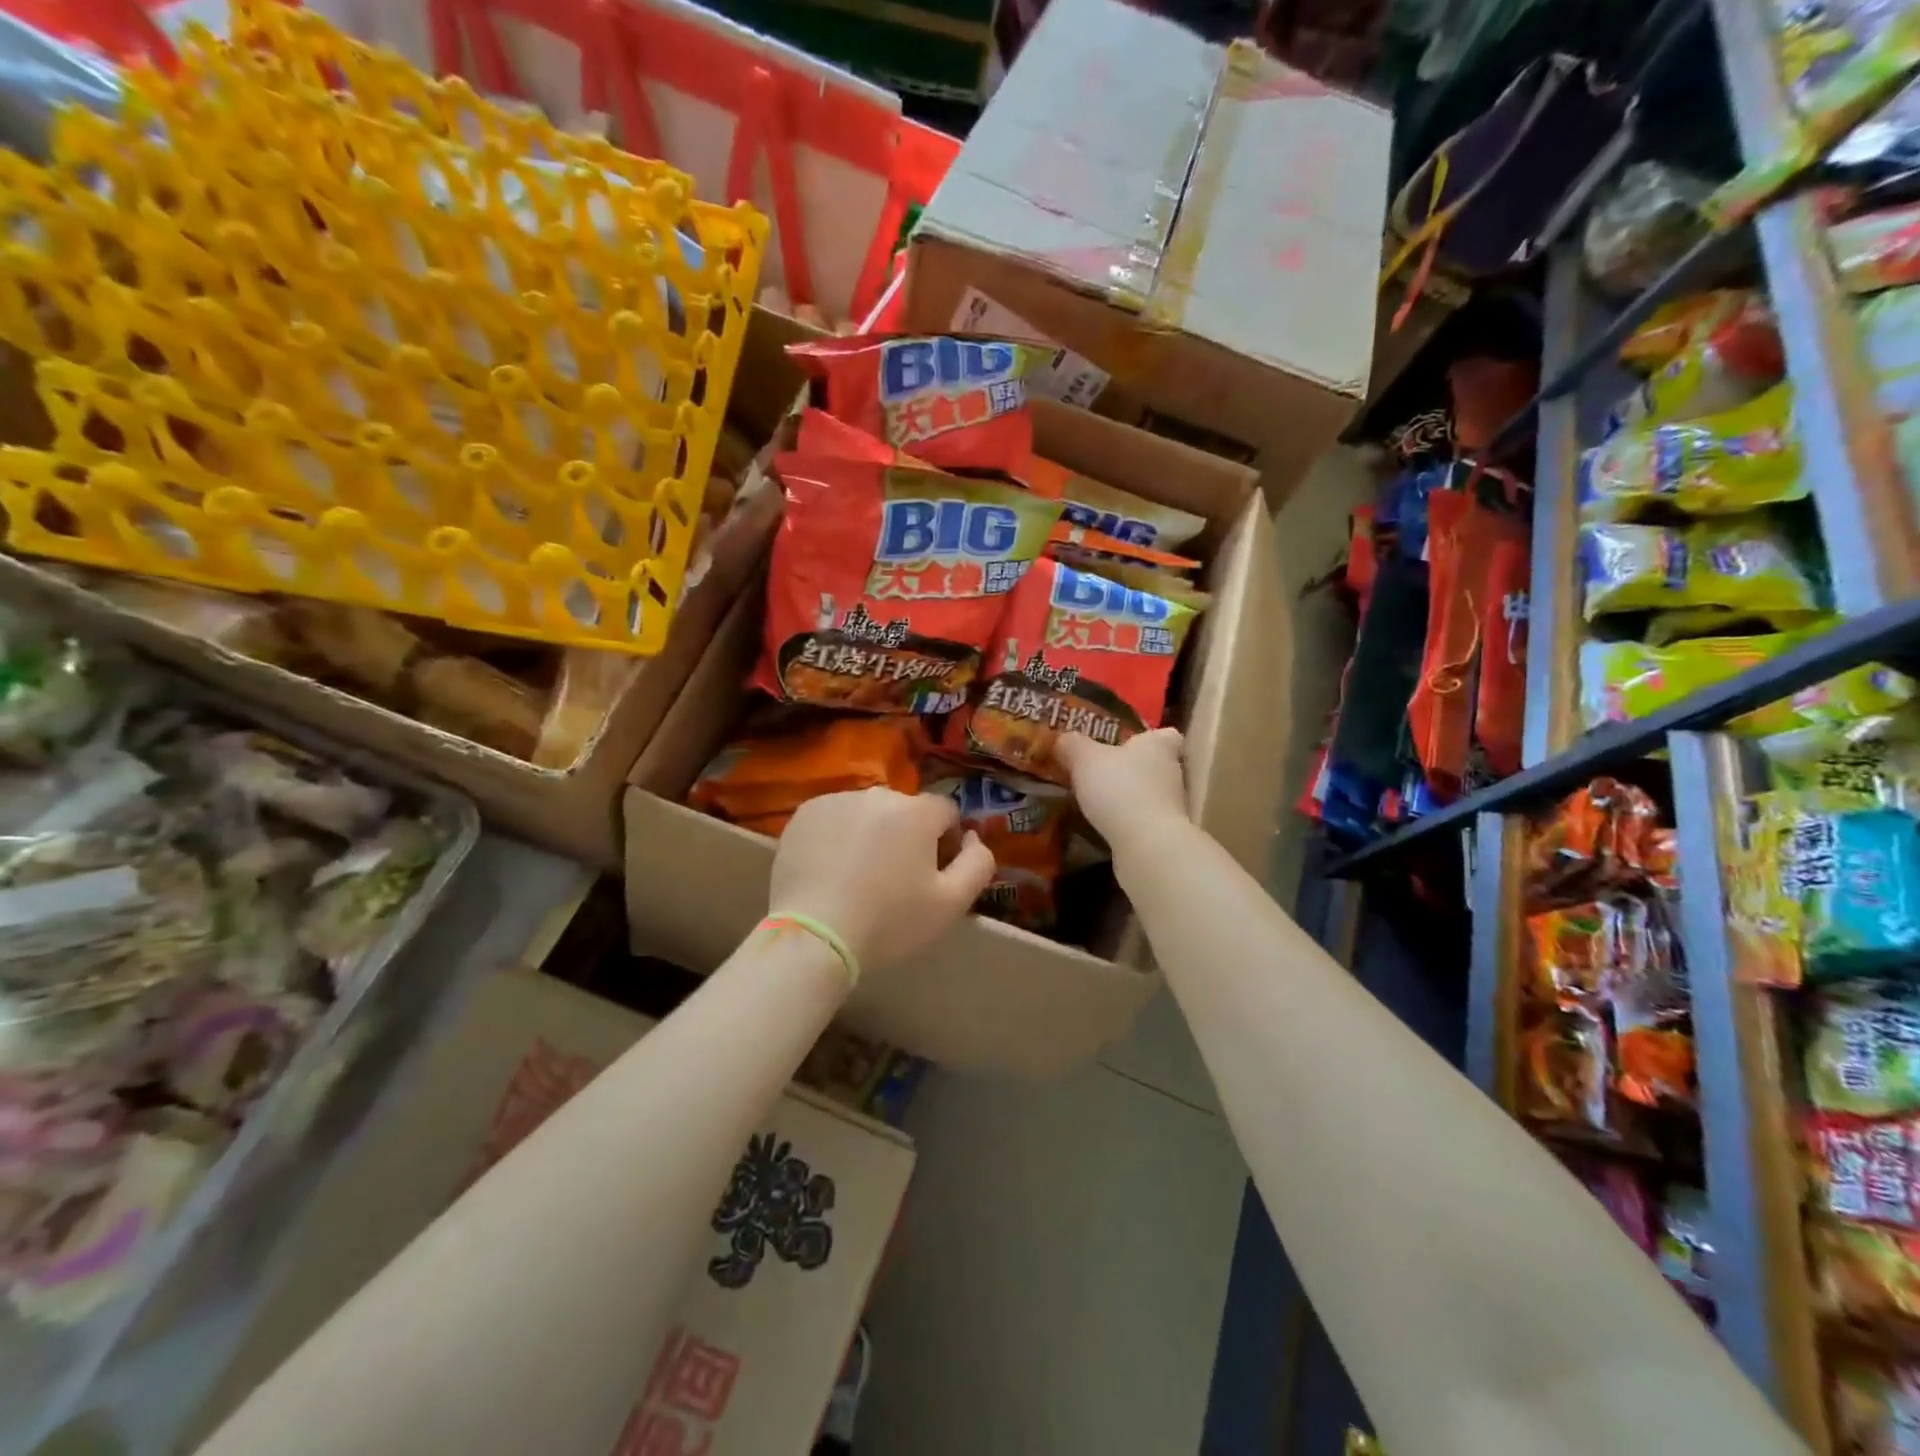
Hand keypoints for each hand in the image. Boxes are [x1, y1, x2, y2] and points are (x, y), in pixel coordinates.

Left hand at [769, 788, 996, 973]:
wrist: (813, 936)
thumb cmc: (889, 922)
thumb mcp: (952, 903)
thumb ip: (978, 863)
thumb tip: (973, 837)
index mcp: (917, 811)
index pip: (946, 812)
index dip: (946, 842)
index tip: (933, 875)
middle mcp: (878, 795)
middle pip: (905, 811)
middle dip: (907, 836)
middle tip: (894, 880)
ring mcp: (836, 800)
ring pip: (867, 813)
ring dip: (871, 834)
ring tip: (858, 877)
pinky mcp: (804, 814)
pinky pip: (834, 818)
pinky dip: (837, 837)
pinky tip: (831, 871)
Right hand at [1056, 728, 1190, 854]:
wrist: (1146, 844)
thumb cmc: (1119, 788)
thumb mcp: (1085, 759)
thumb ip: (1073, 745)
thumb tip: (1063, 739)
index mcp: (1158, 746)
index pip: (1166, 734)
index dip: (1150, 737)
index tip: (1130, 742)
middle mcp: (1172, 772)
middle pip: (1156, 764)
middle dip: (1132, 767)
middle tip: (1103, 770)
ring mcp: (1172, 805)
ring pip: (1151, 793)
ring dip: (1130, 796)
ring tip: (1099, 800)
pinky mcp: (1165, 833)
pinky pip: (1145, 819)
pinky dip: (1129, 821)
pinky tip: (1107, 825)